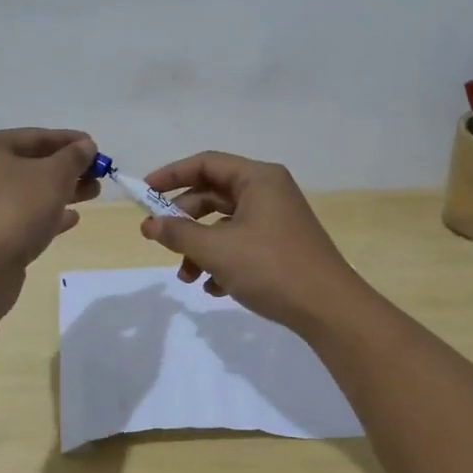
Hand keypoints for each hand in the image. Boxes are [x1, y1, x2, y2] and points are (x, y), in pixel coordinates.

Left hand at [0, 129, 100, 275]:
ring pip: (29, 191)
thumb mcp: (53, 176)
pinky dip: (47, 214)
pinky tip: (72, 218)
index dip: (69, 140)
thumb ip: (73, 157)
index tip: (96, 147)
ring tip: (94, 194)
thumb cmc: (15, 210)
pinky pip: (22, 215)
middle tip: (99, 174)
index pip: (34, 136)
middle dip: (68, 168)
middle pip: (31, 163)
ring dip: (62, 191)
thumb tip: (86, 146)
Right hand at [139, 151, 363, 332]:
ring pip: (224, 224)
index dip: (171, 175)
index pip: (205, 163)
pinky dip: (222, 261)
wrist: (329, 309)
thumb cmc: (271, 268)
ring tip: (188, 278)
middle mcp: (268, 191)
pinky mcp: (280, 246)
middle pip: (213, 195)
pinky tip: (214, 288)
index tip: (142, 193)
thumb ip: (178, 234)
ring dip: (200, 248)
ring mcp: (276, 219)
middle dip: (184, 221)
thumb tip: (149, 224)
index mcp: (258, 178)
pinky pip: (241, 243)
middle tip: (159, 239)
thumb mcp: (217, 250)